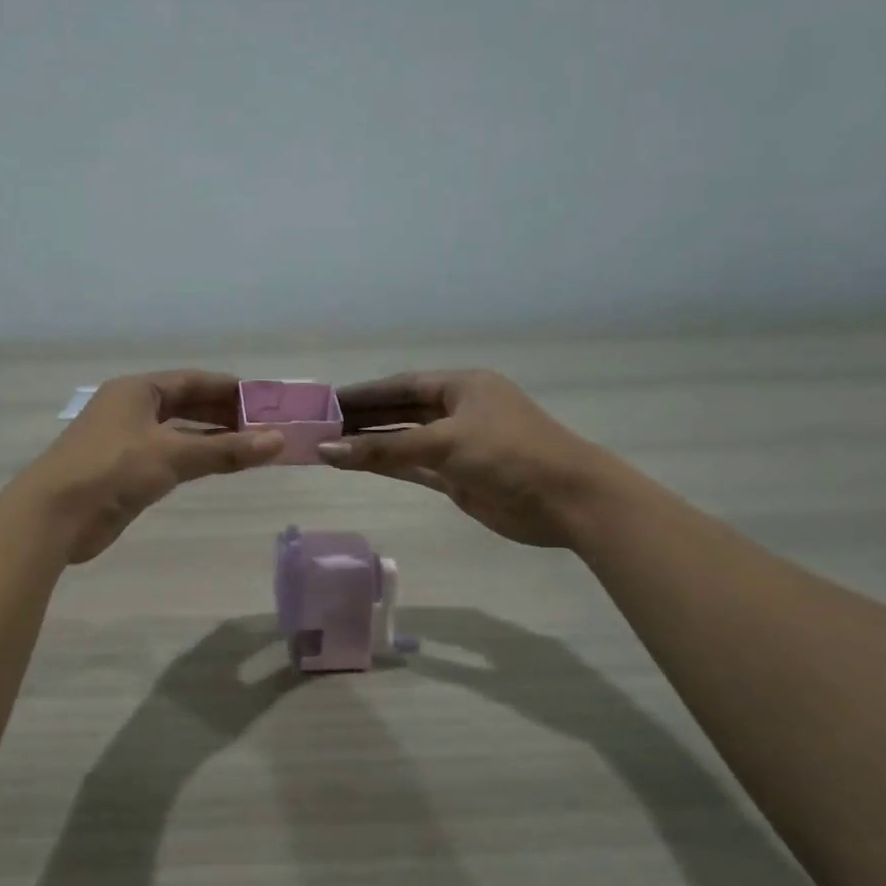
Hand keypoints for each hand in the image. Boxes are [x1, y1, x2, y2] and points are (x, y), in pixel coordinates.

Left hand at [19, 371, 282, 563]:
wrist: (55, 515)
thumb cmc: (112, 470)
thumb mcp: (172, 455)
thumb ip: (225, 450)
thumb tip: (278, 442)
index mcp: (137, 390)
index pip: (191, 381)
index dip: (228, 388)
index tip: (263, 398)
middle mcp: (130, 409)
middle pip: (185, 405)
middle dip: (223, 414)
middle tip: (263, 426)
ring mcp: (125, 441)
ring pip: (177, 433)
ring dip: (210, 439)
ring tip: (249, 447)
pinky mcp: (123, 472)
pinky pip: (168, 457)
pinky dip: (193, 459)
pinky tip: (216, 467)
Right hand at [320, 370, 614, 547]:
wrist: (566, 500)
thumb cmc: (509, 454)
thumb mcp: (444, 443)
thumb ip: (384, 449)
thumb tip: (327, 451)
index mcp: (463, 386)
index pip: (402, 385)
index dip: (364, 392)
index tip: (327, 400)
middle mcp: (459, 411)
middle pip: (400, 411)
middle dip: (363, 418)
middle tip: (319, 425)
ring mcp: (458, 445)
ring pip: (404, 441)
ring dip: (370, 444)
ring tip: (327, 446)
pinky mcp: (457, 477)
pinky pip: (412, 466)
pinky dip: (386, 466)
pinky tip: (355, 465)